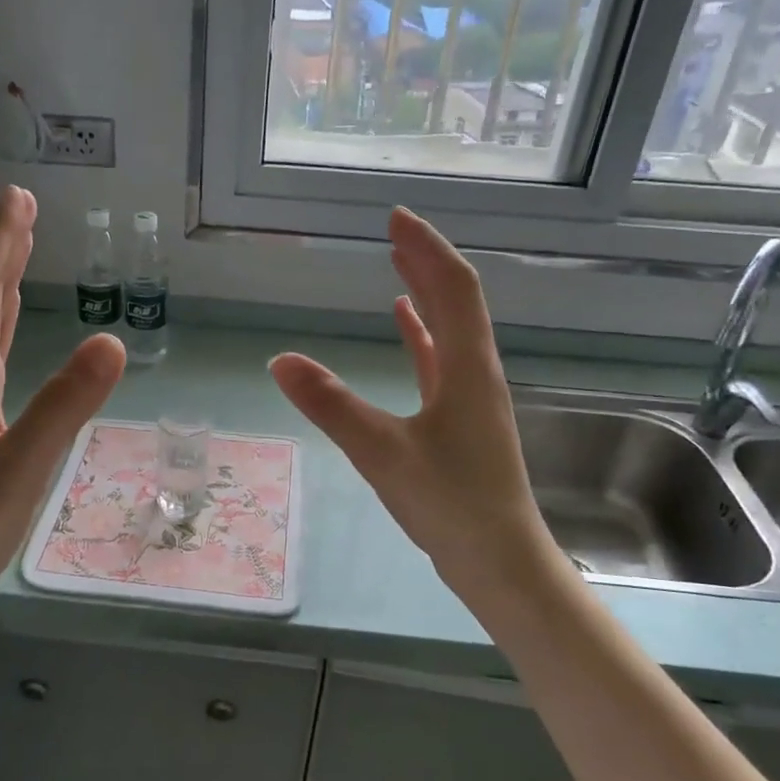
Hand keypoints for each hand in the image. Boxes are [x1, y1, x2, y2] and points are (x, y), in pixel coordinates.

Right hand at [270, 208, 557, 611]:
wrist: (500, 562)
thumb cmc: (450, 504)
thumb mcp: (382, 452)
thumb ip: (332, 405)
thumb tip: (280, 360)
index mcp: (467, 368)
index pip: (453, 288)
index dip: (427, 248)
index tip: (397, 218)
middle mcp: (476, 373)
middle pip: (455, 301)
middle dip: (425, 261)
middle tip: (394, 230)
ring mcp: (471, 398)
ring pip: (449, 330)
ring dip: (426, 294)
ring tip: (398, 265)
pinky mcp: (461, 422)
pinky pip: (440, 363)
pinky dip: (421, 337)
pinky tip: (403, 326)